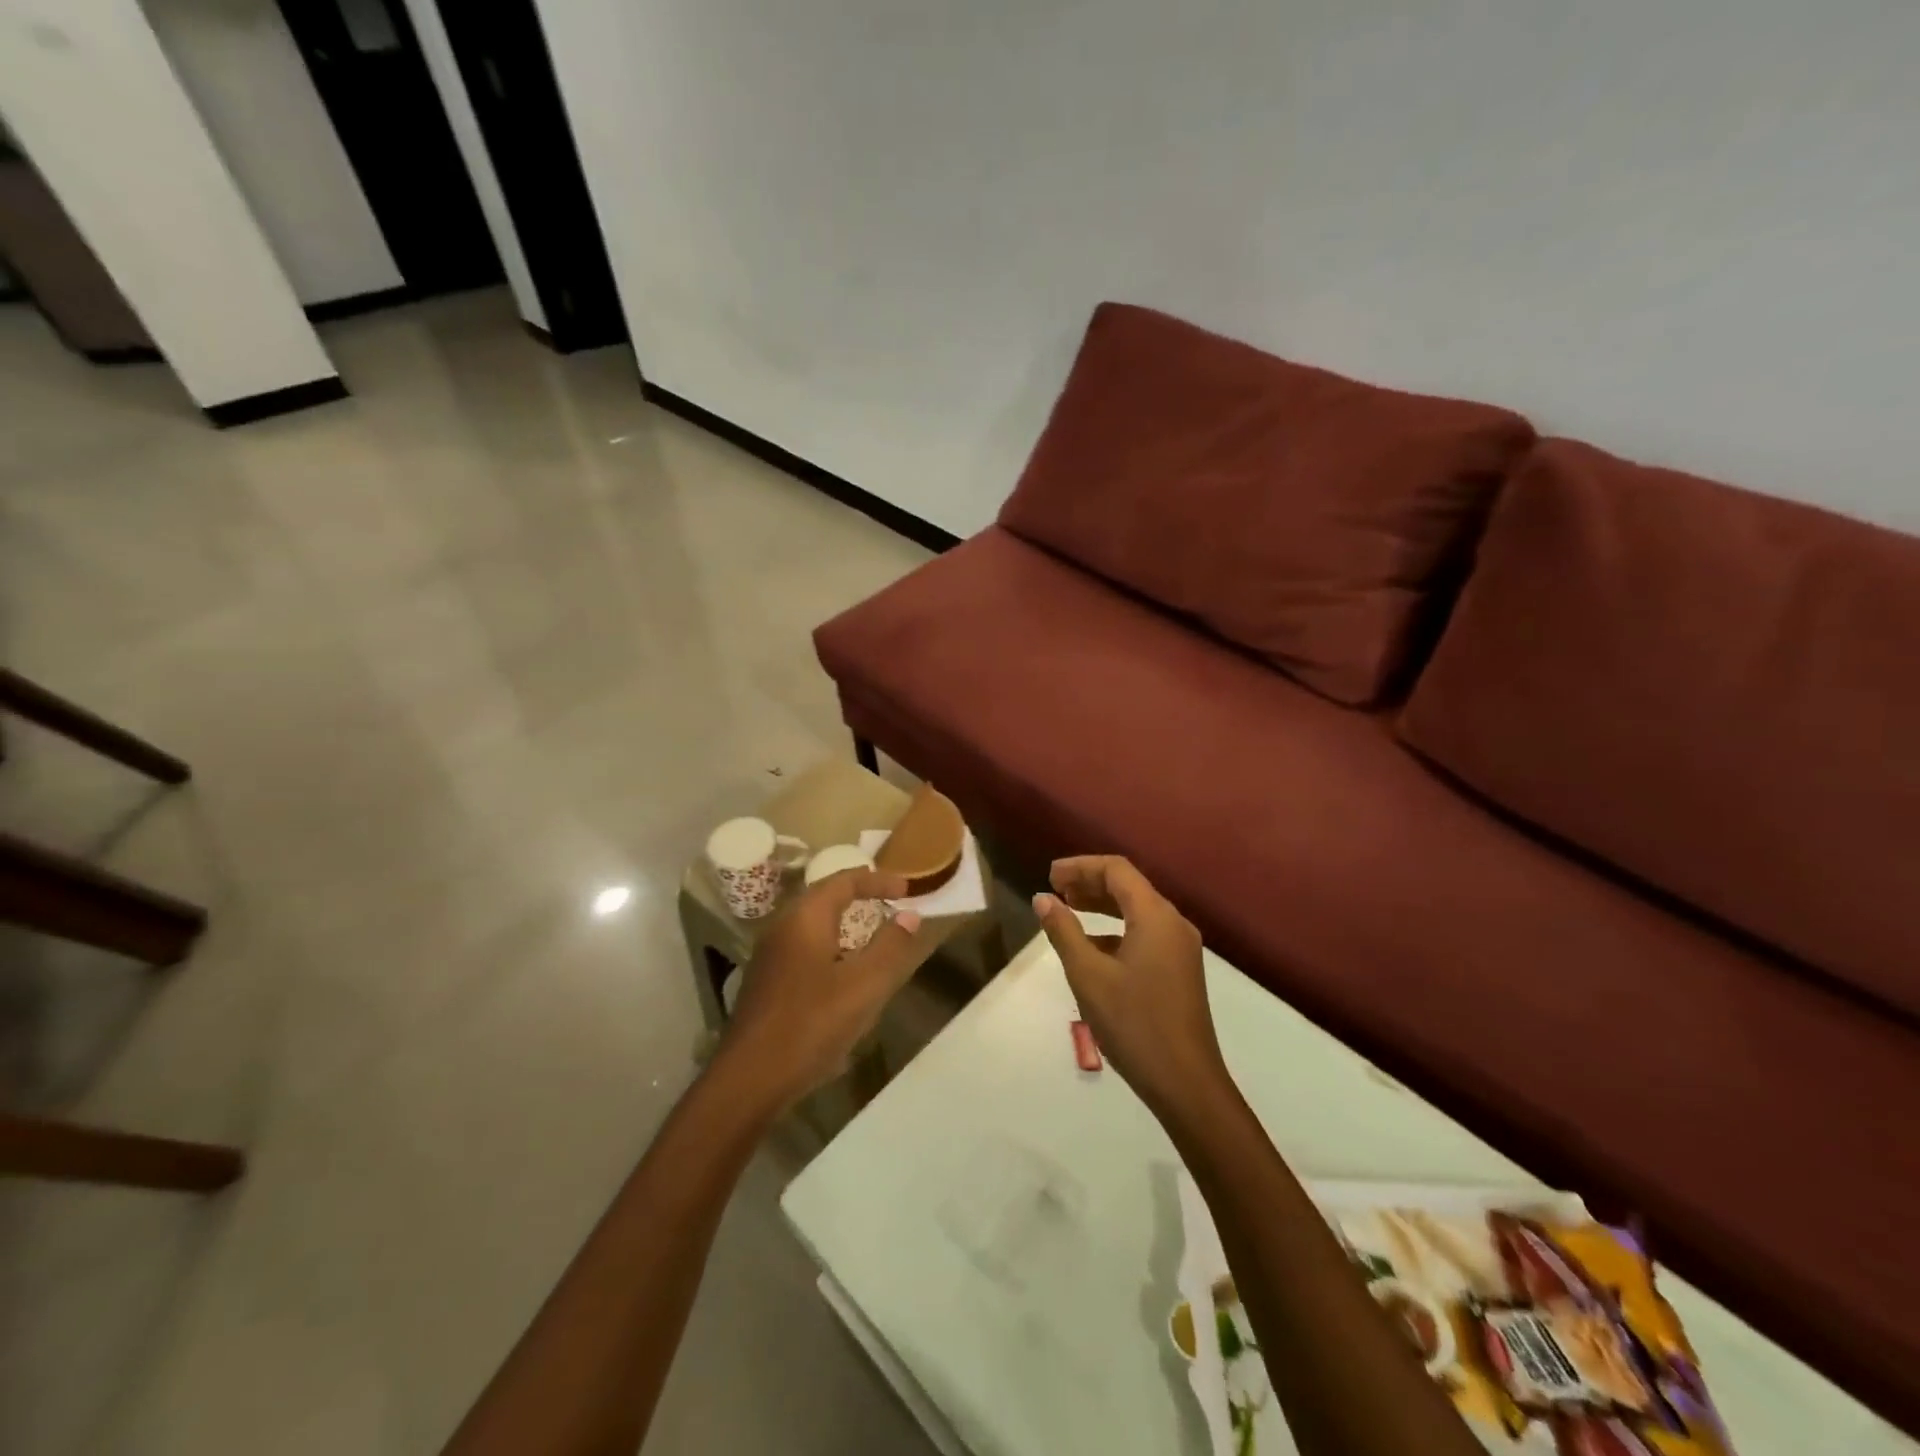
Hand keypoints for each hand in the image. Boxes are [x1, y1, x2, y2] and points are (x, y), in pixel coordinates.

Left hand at [717, 869, 923, 1111]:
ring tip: (874, 939)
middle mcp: (782, 928)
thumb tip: (908, 916)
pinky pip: (805, 950)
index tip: (907, 890)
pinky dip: (832, 949)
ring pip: (814, 926)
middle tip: (891, 905)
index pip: (844, 880)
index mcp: (805, 918)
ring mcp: (770, 957)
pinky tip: (845, 979)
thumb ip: (891, 947)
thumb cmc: (811, 1024)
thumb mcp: (865, 986)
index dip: (878, 880)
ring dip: (846, 925)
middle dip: (860, 897)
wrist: (749, 1080)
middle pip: (825, 898)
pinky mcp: (767, 984)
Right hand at [1033, 856, 1226, 1116]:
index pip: (1117, 870)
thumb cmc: (1134, 1023)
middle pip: (1129, 886)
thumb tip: (1043, 899)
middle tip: (1054, 890)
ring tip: (1067, 910)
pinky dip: (1115, 930)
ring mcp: (1180, 949)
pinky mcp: (1179, 971)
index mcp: (1156, 916)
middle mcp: (1173, 924)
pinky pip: (1145, 934)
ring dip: (1102, 905)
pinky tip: (1091, 948)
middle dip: (1090, 883)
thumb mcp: (1089, 975)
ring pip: (1137, 911)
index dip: (1080, 866)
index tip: (1049, 876)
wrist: (1186, 1084)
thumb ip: (1064, 931)